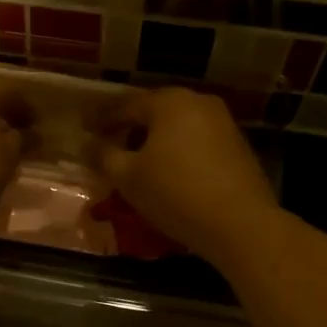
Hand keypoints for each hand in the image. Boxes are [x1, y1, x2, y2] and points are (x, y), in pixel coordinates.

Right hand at [90, 88, 280, 261]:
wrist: (240, 224)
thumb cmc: (175, 193)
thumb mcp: (128, 177)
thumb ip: (103, 156)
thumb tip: (89, 144)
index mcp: (168, 102)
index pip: (124, 105)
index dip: (101, 120)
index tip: (85, 133)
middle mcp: (198, 102)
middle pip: (153, 112)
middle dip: (129, 129)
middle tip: (109, 147)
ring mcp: (222, 122)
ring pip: (176, 126)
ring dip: (154, 141)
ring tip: (136, 164)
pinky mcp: (237, 145)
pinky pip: (196, 141)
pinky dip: (177, 151)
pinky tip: (168, 173)